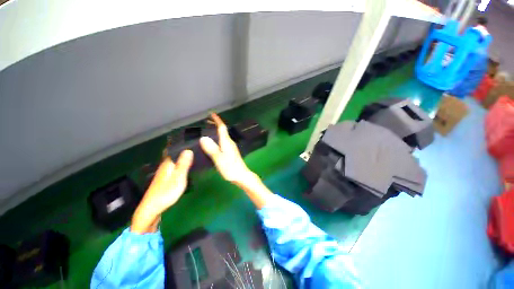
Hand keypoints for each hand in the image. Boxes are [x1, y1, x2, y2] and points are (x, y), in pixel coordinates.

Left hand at [131, 150, 192, 233]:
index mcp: (168, 163)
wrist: (151, 209)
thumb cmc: (166, 193)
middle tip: (195, 144)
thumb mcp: (178, 178)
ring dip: (181, 155)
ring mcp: (164, 172)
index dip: (180, 142)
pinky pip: (174, 166)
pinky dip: (180, 163)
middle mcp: (165, 165)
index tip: (190, 137)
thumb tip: (188, 149)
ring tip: (192, 152)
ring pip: (174, 160)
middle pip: (174, 153)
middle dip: (182, 148)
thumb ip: (183, 164)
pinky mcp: (165, 178)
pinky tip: (185, 165)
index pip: (173, 148)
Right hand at [200, 113, 252, 184]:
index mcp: (227, 142)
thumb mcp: (219, 159)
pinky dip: (217, 138)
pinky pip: (223, 141)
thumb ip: (212, 149)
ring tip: (208, 130)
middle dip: (215, 124)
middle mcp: (230, 142)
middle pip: (223, 130)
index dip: (217, 120)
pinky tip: (213, 142)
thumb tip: (203, 138)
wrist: (241, 175)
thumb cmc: (230, 168)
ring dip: (216, 131)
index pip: (222, 127)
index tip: (212, 114)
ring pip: (223, 136)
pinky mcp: (231, 152)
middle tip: (206, 121)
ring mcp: (231, 147)